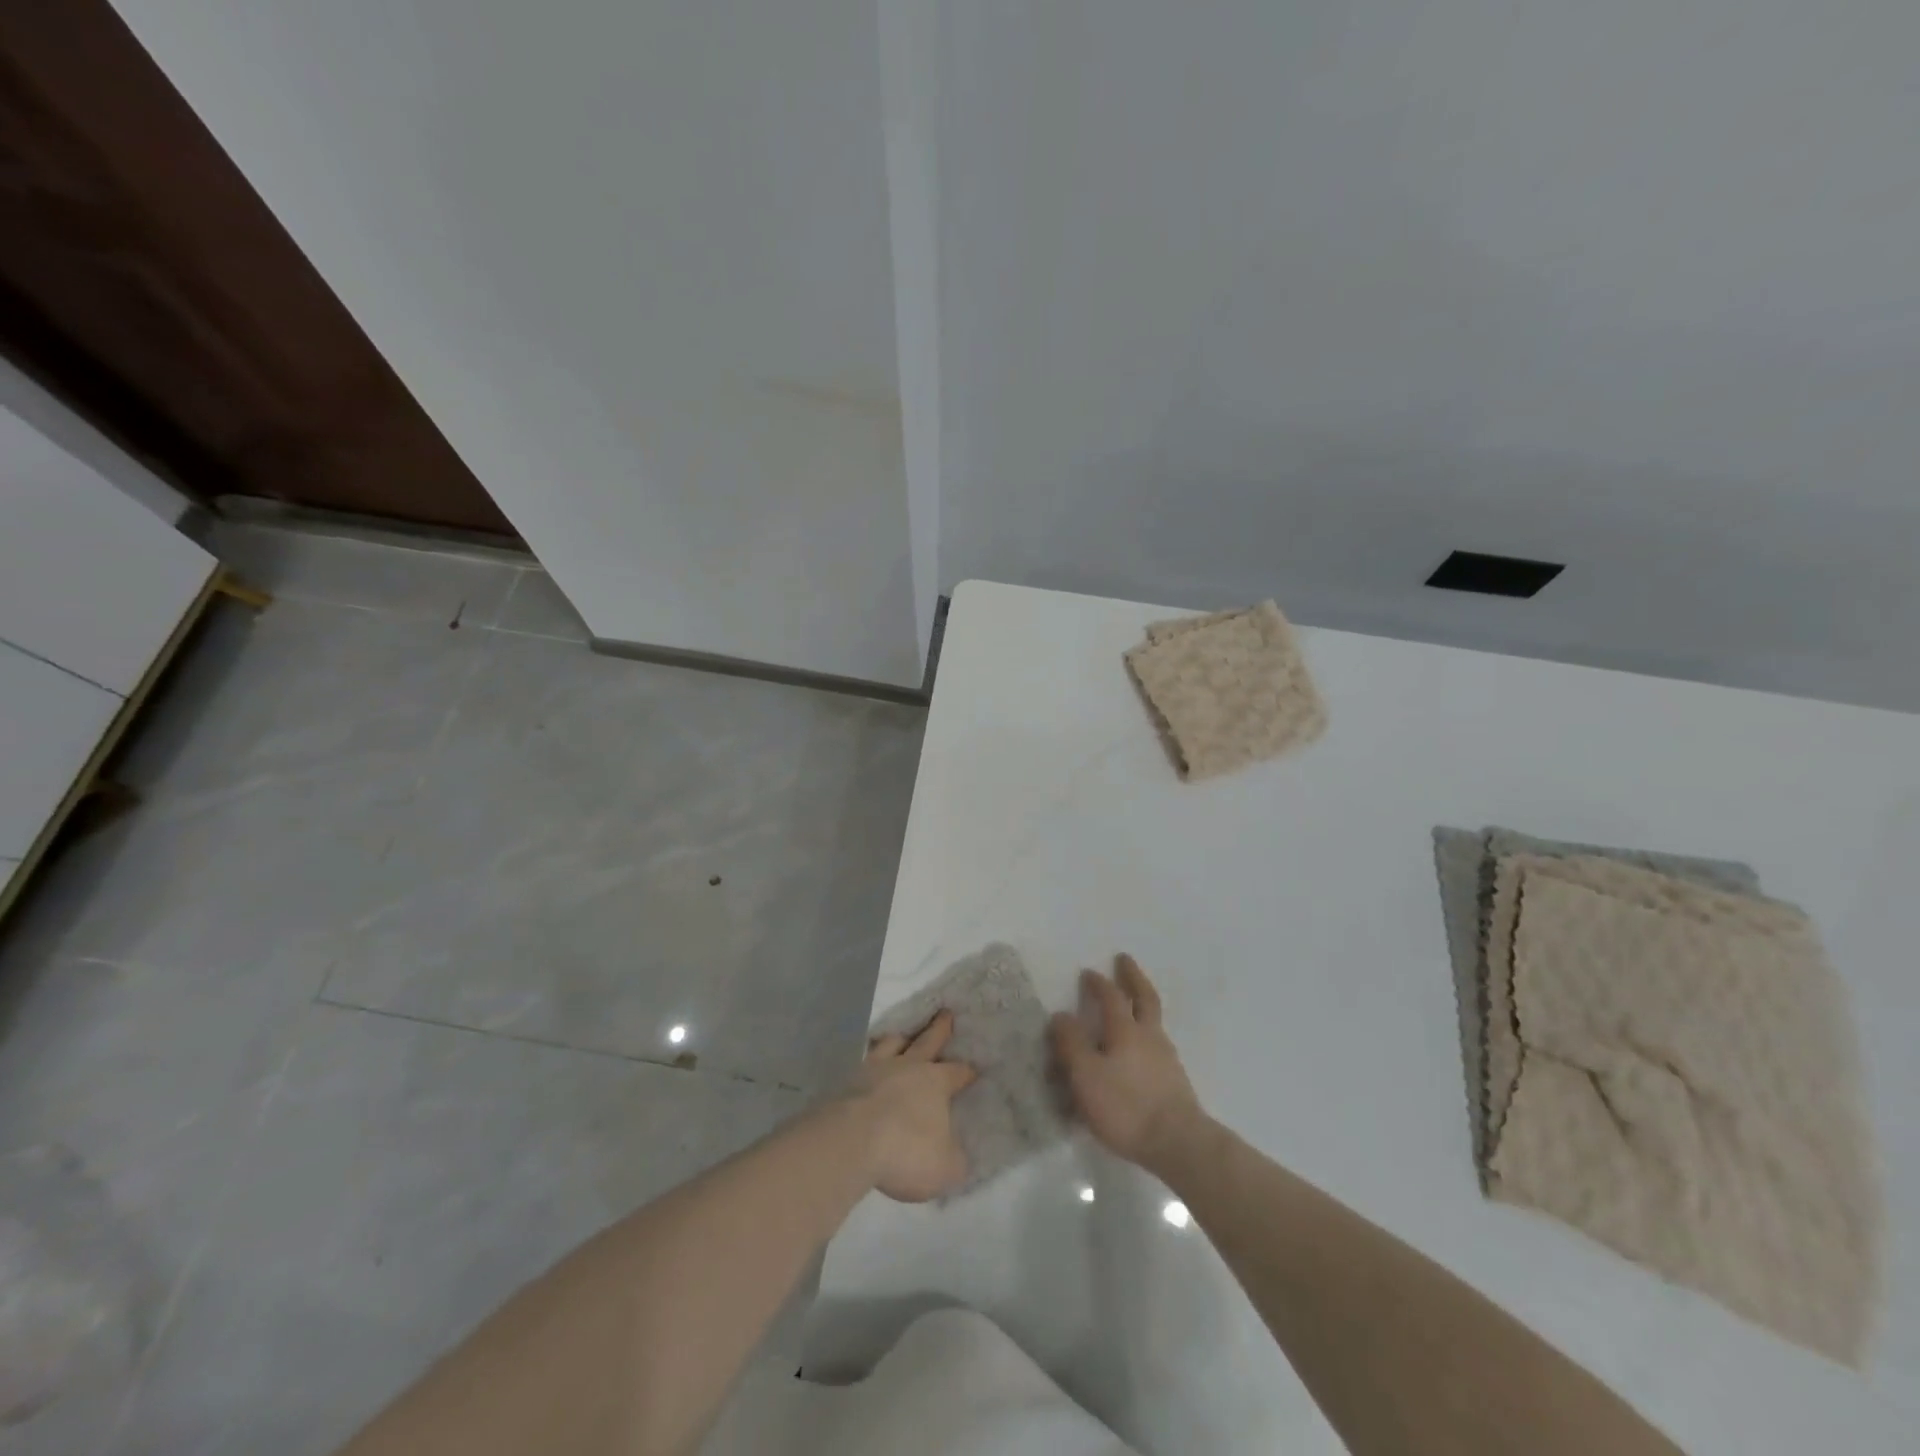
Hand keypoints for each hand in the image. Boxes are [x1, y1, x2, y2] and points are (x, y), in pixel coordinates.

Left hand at [852, 1011, 977, 1202]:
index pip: (957, 1072)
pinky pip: (864, 1062)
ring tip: (902, 1036)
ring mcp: (875, 1070)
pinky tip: (868, 1066)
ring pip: (891, 1044)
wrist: (851, 1142)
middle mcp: (907, 1067)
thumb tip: (957, 1155)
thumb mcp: (945, 1167)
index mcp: (935, 1082)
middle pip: (927, 1041)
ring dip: (900, 1039)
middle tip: (945, 1013)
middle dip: (939, 1029)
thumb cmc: (906, 1151)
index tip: (974, 1069)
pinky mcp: (848, 1081)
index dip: (967, 1072)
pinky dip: (870, 1060)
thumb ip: (955, 1159)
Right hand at [1051, 954, 1205, 1174]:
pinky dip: (1146, 1036)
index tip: (1088, 972)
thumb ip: (1071, 1044)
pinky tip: (1140, 1051)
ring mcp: (1166, 1058)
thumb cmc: (1126, 1106)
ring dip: (1142, 1005)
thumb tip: (1060, 1015)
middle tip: (1124, 960)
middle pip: (1144, 998)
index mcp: (1126, 1030)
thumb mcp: (1086, 1075)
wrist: (1178, 1143)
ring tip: (1131, 1005)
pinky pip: (1156, 1047)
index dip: (1098, 983)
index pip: (1111, 997)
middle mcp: (1149, 1036)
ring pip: (1153, 1022)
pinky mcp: (1175, 1082)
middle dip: (1133, 977)